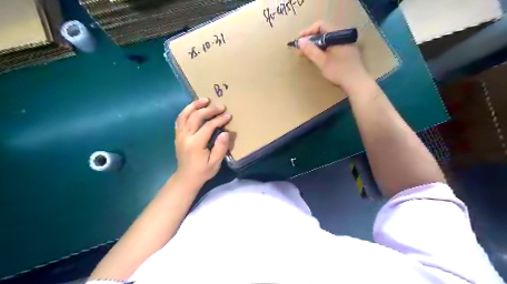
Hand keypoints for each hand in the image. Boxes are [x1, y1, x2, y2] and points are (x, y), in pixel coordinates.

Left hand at [174, 99, 230, 186]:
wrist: (186, 178)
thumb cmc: (202, 171)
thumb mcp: (215, 163)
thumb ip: (221, 148)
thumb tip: (226, 132)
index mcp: (195, 144)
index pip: (208, 126)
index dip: (219, 119)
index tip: (228, 115)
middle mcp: (185, 136)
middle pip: (195, 117)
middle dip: (209, 109)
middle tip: (220, 106)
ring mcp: (179, 135)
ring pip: (184, 115)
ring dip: (194, 105)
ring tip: (205, 100)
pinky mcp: (177, 135)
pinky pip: (179, 119)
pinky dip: (186, 111)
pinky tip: (193, 108)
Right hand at [298, 22, 368, 89]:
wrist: (356, 83)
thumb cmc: (339, 71)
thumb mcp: (322, 61)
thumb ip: (311, 50)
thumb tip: (300, 41)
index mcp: (338, 35)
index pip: (320, 26)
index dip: (307, 32)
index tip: (298, 41)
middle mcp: (342, 37)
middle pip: (323, 33)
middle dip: (310, 41)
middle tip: (299, 51)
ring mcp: (345, 44)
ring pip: (327, 41)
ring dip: (315, 47)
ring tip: (306, 56)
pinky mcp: (346, 53)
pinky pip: (331, 47)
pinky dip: (322, 51)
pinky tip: (317, 59)